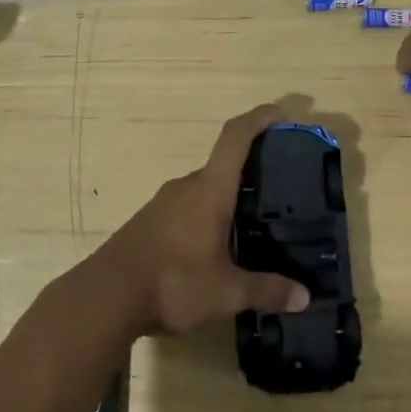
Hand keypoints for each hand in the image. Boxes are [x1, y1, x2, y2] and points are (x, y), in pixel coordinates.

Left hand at [93, 105, 311, 336]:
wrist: (105, 298)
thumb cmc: (172, 283)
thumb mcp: (226, 293)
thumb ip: (266, 291)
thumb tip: (305, 296)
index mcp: (208, 191)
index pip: (235, 138)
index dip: (259, 119)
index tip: (281, 113)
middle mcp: (186, 188)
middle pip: (222, 166)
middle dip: (250, 172)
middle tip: (279, 191)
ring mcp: (163, 204)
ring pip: (204, 190)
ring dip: (227, 199)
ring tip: (253, 223)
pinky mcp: (150, 222)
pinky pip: (187, 208)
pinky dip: (207, 216)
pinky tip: (217, 247)